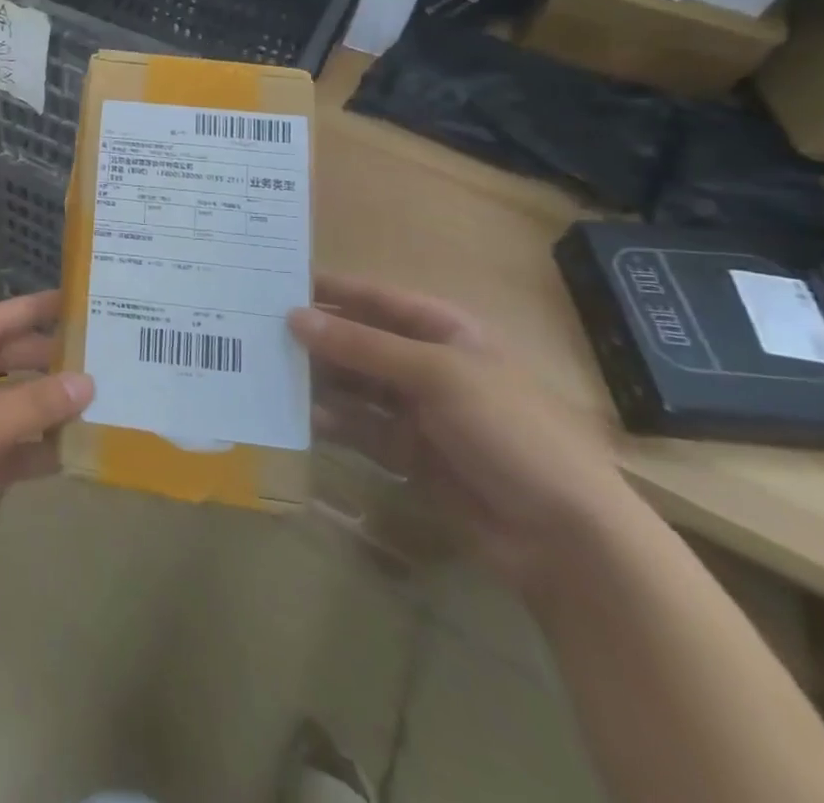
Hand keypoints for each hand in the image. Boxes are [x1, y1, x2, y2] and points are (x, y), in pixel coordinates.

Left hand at [0, 291, 93, 608]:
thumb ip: (31, 405)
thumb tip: (87, 382)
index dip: (27, 311)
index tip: (69, 301)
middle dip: (39, 359)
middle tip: (90, 354)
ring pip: (2, 407)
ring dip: (40, 406)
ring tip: (90, 400)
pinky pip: (1, 448)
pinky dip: (29, 449)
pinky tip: (67, 452)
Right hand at [291, 273, 633, 597]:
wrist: (566, 538)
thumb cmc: (510, 431)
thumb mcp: (436, 375)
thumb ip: (362, 346)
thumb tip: (293, 317)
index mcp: (446, 332)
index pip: (377, 300)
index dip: (331, 291)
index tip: (276, 285)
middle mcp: (428, 365)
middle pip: (360, 343)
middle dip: (316, 339)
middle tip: (258, 333)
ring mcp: (418, 412)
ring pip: (354, 385)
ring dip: (318, 380)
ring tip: (269, 374)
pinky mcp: (409, 454)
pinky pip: (359, 428)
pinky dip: (332, 422)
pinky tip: (301, 419)